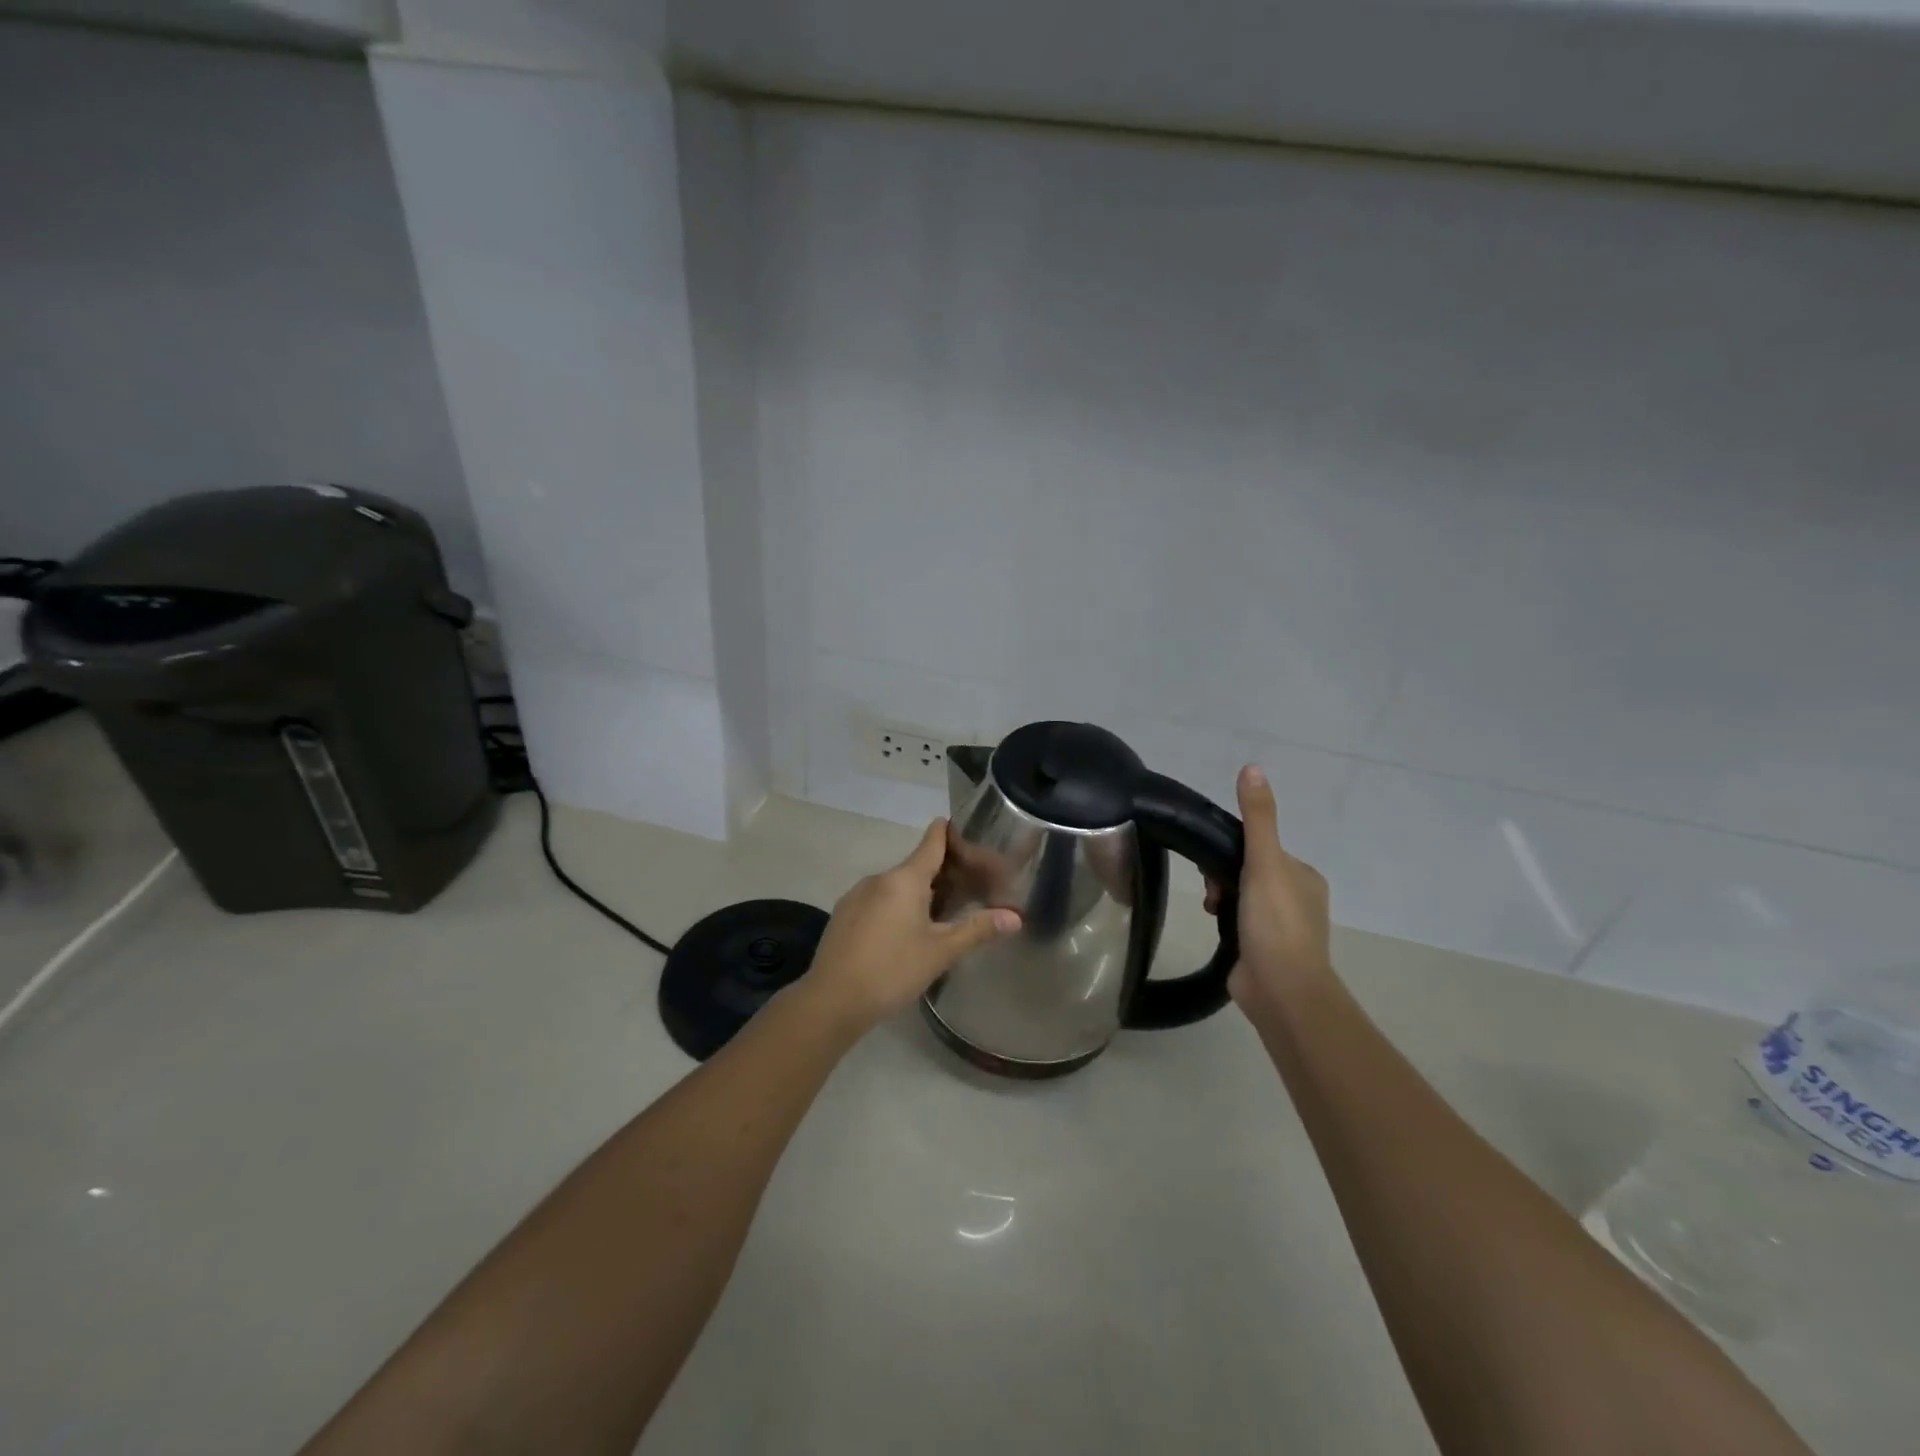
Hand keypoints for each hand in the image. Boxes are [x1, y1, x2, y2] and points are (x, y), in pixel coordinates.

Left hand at [805, 819, 1021, 1031]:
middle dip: (942, 873)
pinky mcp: (843, 915)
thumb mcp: (940, 952)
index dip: (950, 832)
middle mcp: (879, 878)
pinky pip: (878, 900)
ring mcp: (857, 896)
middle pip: (916, 865)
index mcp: (904, 879)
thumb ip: (977, 930)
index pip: (932, 841)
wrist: (831, 1001)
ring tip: (940, 914)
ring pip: (896, 885)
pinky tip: (904, 933)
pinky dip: (896, 906)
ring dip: (918, 893)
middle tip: (969, 887)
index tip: (967, 830)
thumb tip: (1015, 917)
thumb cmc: (891, 970)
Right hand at [1206, 765, 1334, 1017]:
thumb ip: (1257, 818)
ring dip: (1221, 898)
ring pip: (1240, 897)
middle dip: (1223, 876)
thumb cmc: (1275, 923)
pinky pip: (1238, 922)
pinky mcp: (1264, 950)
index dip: (1233, 850)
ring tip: (1211, 911)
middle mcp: (1297, 898)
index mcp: (1304, 876)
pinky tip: (1215, 926)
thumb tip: (1252, 767)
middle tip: (1212, 892)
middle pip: (1248, 871)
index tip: (1213, 862)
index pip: (1261, 847)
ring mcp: (1281, 927)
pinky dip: (1224, 920)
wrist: (1281, 990)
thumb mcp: (1265, 862)